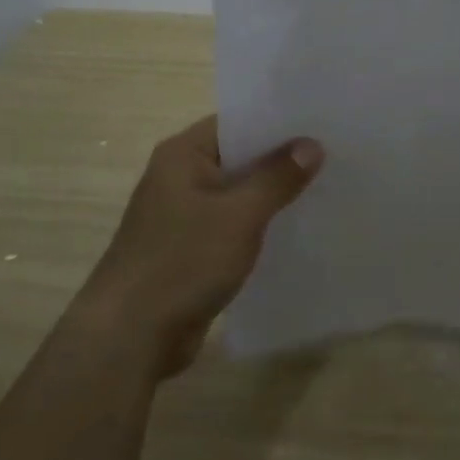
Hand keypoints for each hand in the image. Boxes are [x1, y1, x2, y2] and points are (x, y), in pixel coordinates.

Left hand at [67, 116, 322, 380]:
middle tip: (332, 154)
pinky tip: (293, 229)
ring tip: (323, 188)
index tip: (320, 122)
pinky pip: (231, 225)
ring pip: (237, 193)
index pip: (237, 121)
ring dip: (271, 195)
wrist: (128, 338)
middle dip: (280, 159)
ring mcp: (182, 214)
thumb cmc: (182, 261)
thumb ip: (277, 177)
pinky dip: (257, 225)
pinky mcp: (189, 249)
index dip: (277, 121)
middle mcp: (179, 176)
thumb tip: (312, 144)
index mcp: (183, 154)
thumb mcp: (240, 215)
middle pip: (239, 156)